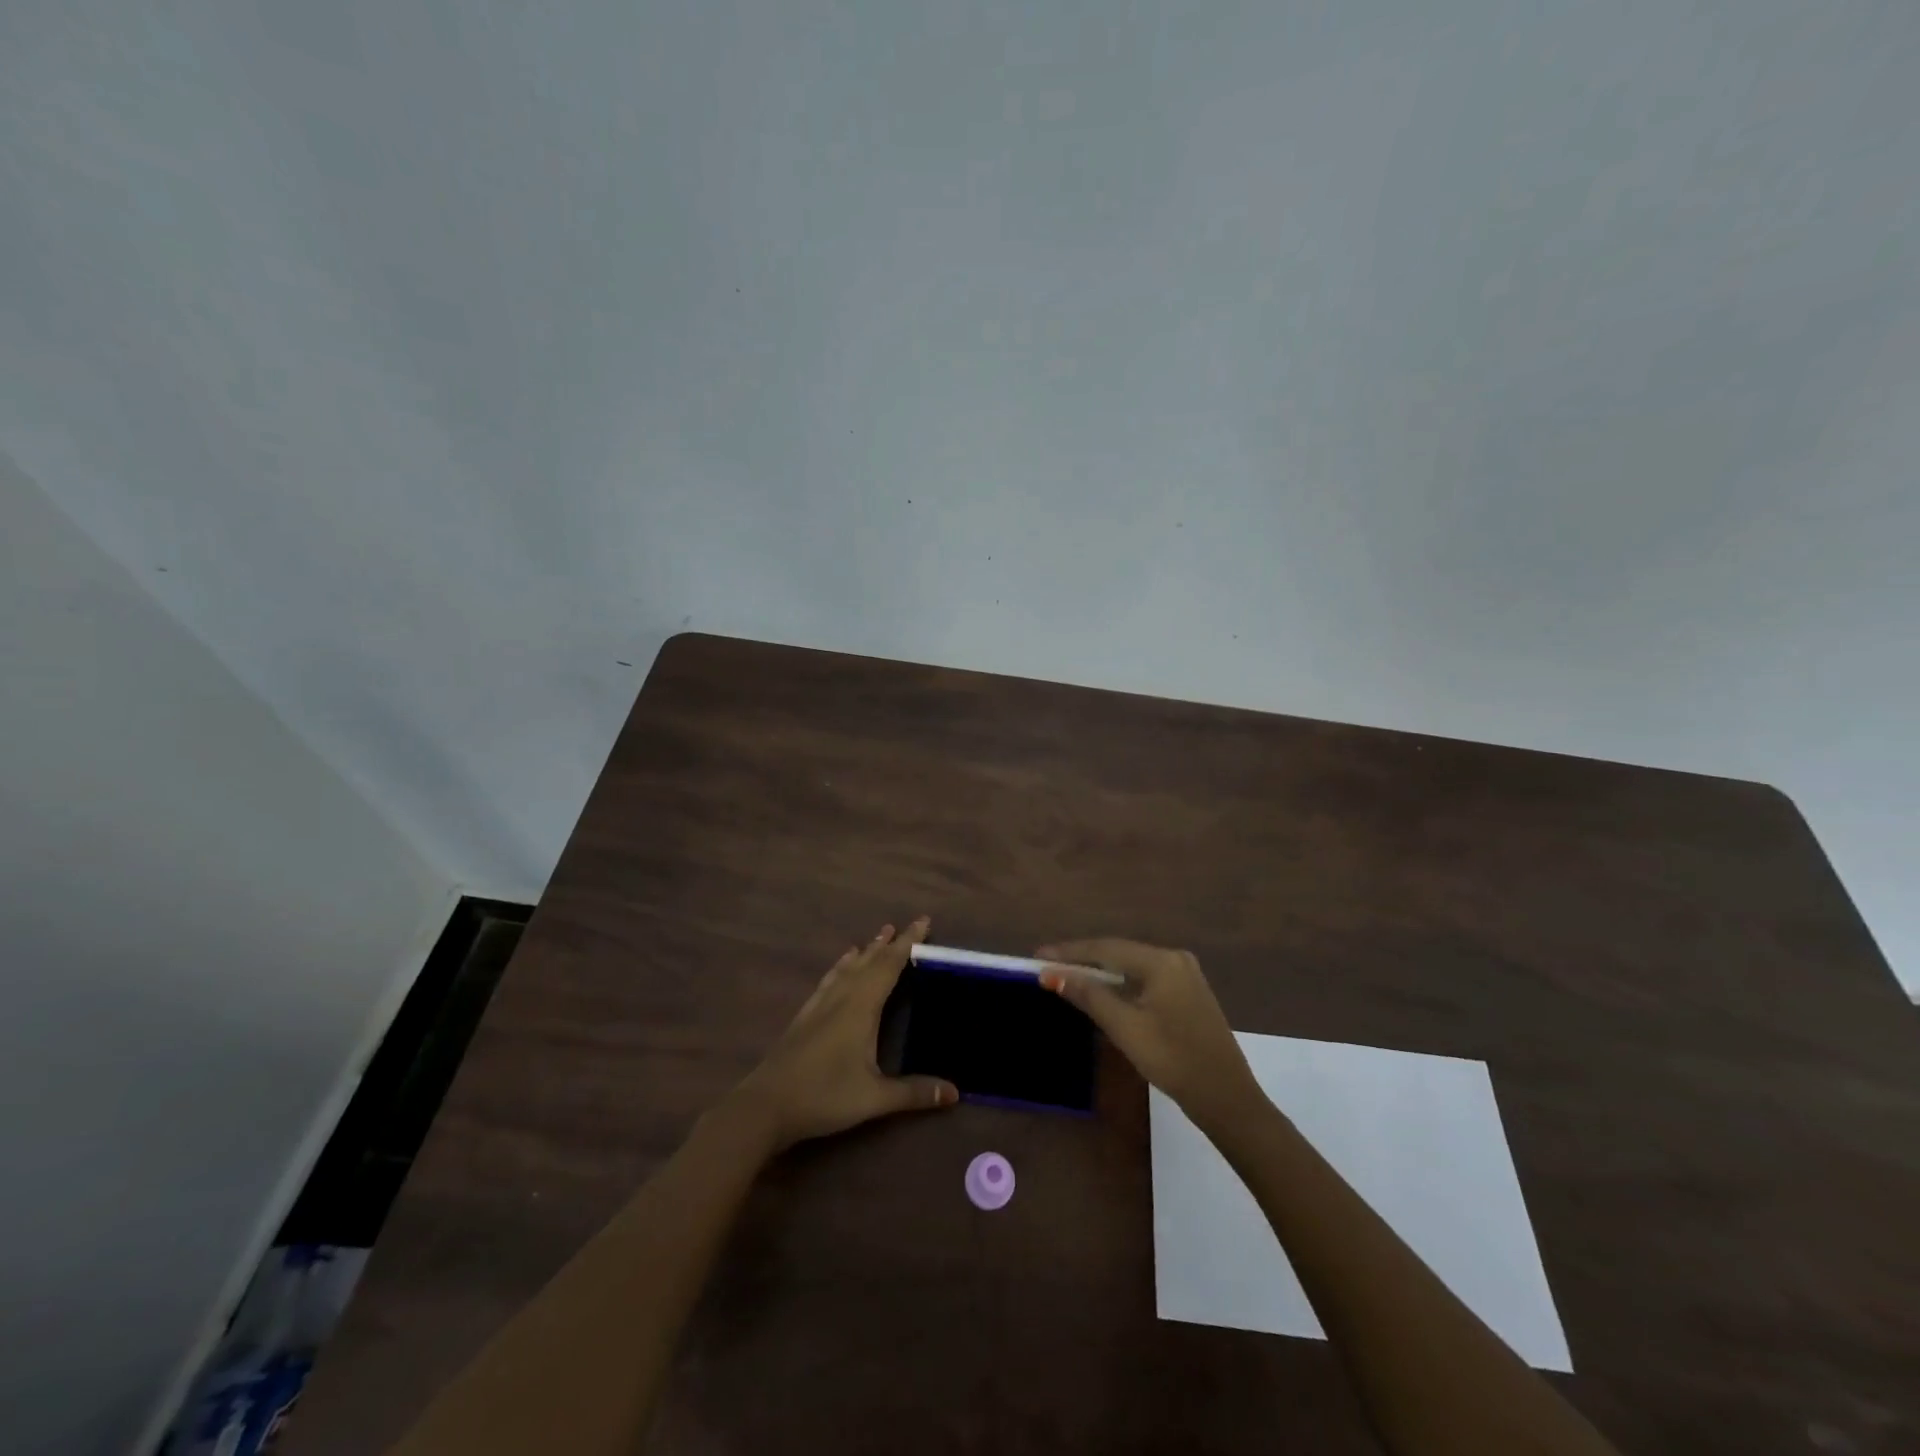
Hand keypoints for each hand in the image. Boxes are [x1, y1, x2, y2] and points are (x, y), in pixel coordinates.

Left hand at [732, 918, 956, 1151]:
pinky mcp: (805, 1016)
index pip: (890, 965)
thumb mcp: (874, 1098)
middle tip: (909, 925)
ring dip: (867, 950)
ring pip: (848, 967)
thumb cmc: (824, 1096)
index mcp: (861, 1007)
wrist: (765, 1106)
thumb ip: (914, 1093)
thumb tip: (955, 1092)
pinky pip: (830, 979)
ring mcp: (820, 1005)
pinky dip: (842, 966)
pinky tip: (841, 966)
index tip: (923, 921)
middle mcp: (842, 997)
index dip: (908, 942)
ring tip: (878, 936)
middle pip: (870, 961)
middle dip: (891, 943)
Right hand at [1036, 938, 1261, 1131]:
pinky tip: (1103, 990)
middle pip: (1119, 952)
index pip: (1105, 948)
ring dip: (1100, 972)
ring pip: (1132, 966)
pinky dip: (1120, 983)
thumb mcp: (1126, 1028)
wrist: (1227, 1099)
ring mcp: (1185, 975)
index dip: (1069, 952)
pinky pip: (1145, 978)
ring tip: (1067, 975)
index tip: (1038, 956)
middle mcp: (1175, 959)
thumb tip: (1053, 974)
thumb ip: (1090, 996)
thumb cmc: (1173, 1060)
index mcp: (1162, 961)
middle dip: (1083, 959)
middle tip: (1048, 966)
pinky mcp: (1188, 993)